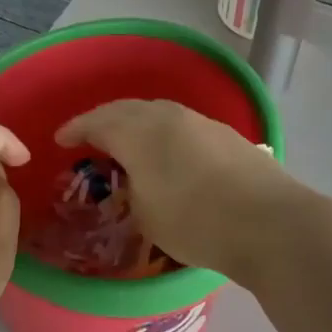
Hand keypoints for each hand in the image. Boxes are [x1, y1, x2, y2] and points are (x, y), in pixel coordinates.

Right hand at [55, 100, 311, 287]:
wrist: (271, 222)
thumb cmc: (197, 222)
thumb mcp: (146, 215)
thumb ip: (131, 191)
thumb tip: (137, 180)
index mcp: (139, 131)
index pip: (96, 121)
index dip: (75, 129)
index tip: (60, 139)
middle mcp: (167, 115)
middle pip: (126, 109)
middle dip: (103, 120)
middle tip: (90, 137)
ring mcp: (200, 121)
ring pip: (157, 113)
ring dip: (136, 124)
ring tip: (128, 143)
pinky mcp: (226, 134)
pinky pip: (181, 125)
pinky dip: (164, 134)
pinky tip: (168, 152)